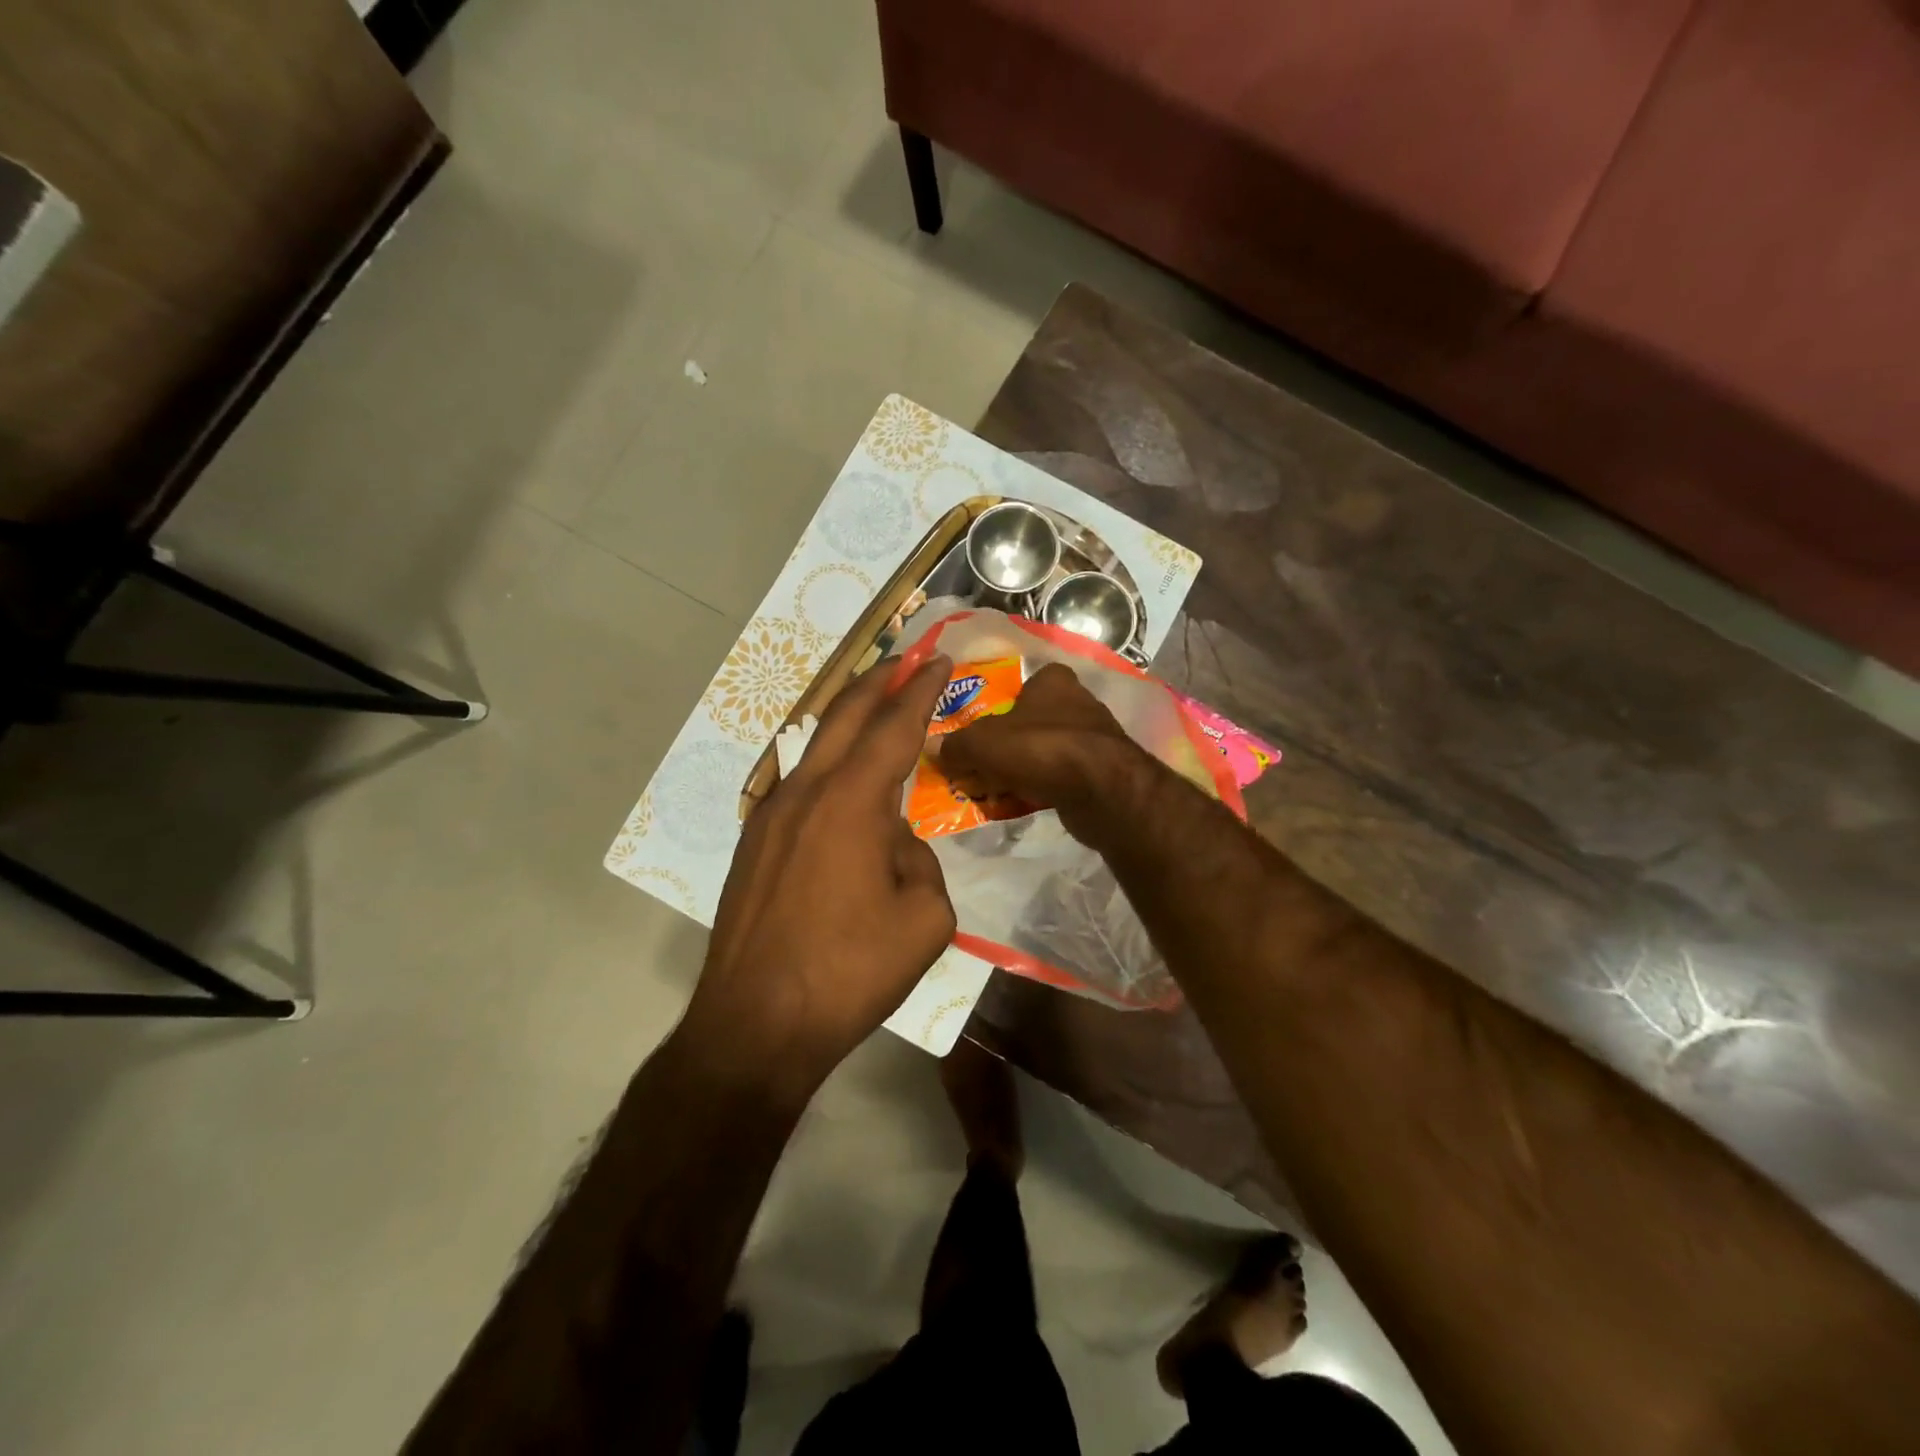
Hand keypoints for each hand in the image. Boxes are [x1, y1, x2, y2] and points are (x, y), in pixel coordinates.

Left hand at [682, 656, 957, 1100]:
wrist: (755, 1023)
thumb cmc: (848, 972)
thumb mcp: (924, 920)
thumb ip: (920, 862)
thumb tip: (895, 844)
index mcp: (852, 802)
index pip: (895, 727)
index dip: (922, 691)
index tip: (941, 662)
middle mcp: (806, 792)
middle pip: (843, 715)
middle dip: (878, 680)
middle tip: (906, 659)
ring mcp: (770, 815)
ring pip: (812, 743)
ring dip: (845, 714)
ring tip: (873, 700)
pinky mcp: (753, 842)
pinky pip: (796, 779)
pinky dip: (823, 757)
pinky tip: (837, 771)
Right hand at [939, 663, 1145, 839]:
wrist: (1103, 790)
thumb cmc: (1040, 748)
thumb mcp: (983, 744)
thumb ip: (957, 746)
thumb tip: (935, 750)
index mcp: (1053, 680)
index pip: (1022, 685)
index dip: (999, 708)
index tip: (981, 733)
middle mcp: (1077, 702)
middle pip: (1029, 723)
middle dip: (1005, 746)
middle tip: (978, 767)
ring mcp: (1093, 738)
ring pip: (1044, 752)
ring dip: (1021, 770)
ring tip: (994, 790)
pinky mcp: (1102, 771)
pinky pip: (1059, 777)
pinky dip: (1040, 788)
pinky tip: (1021, 804)